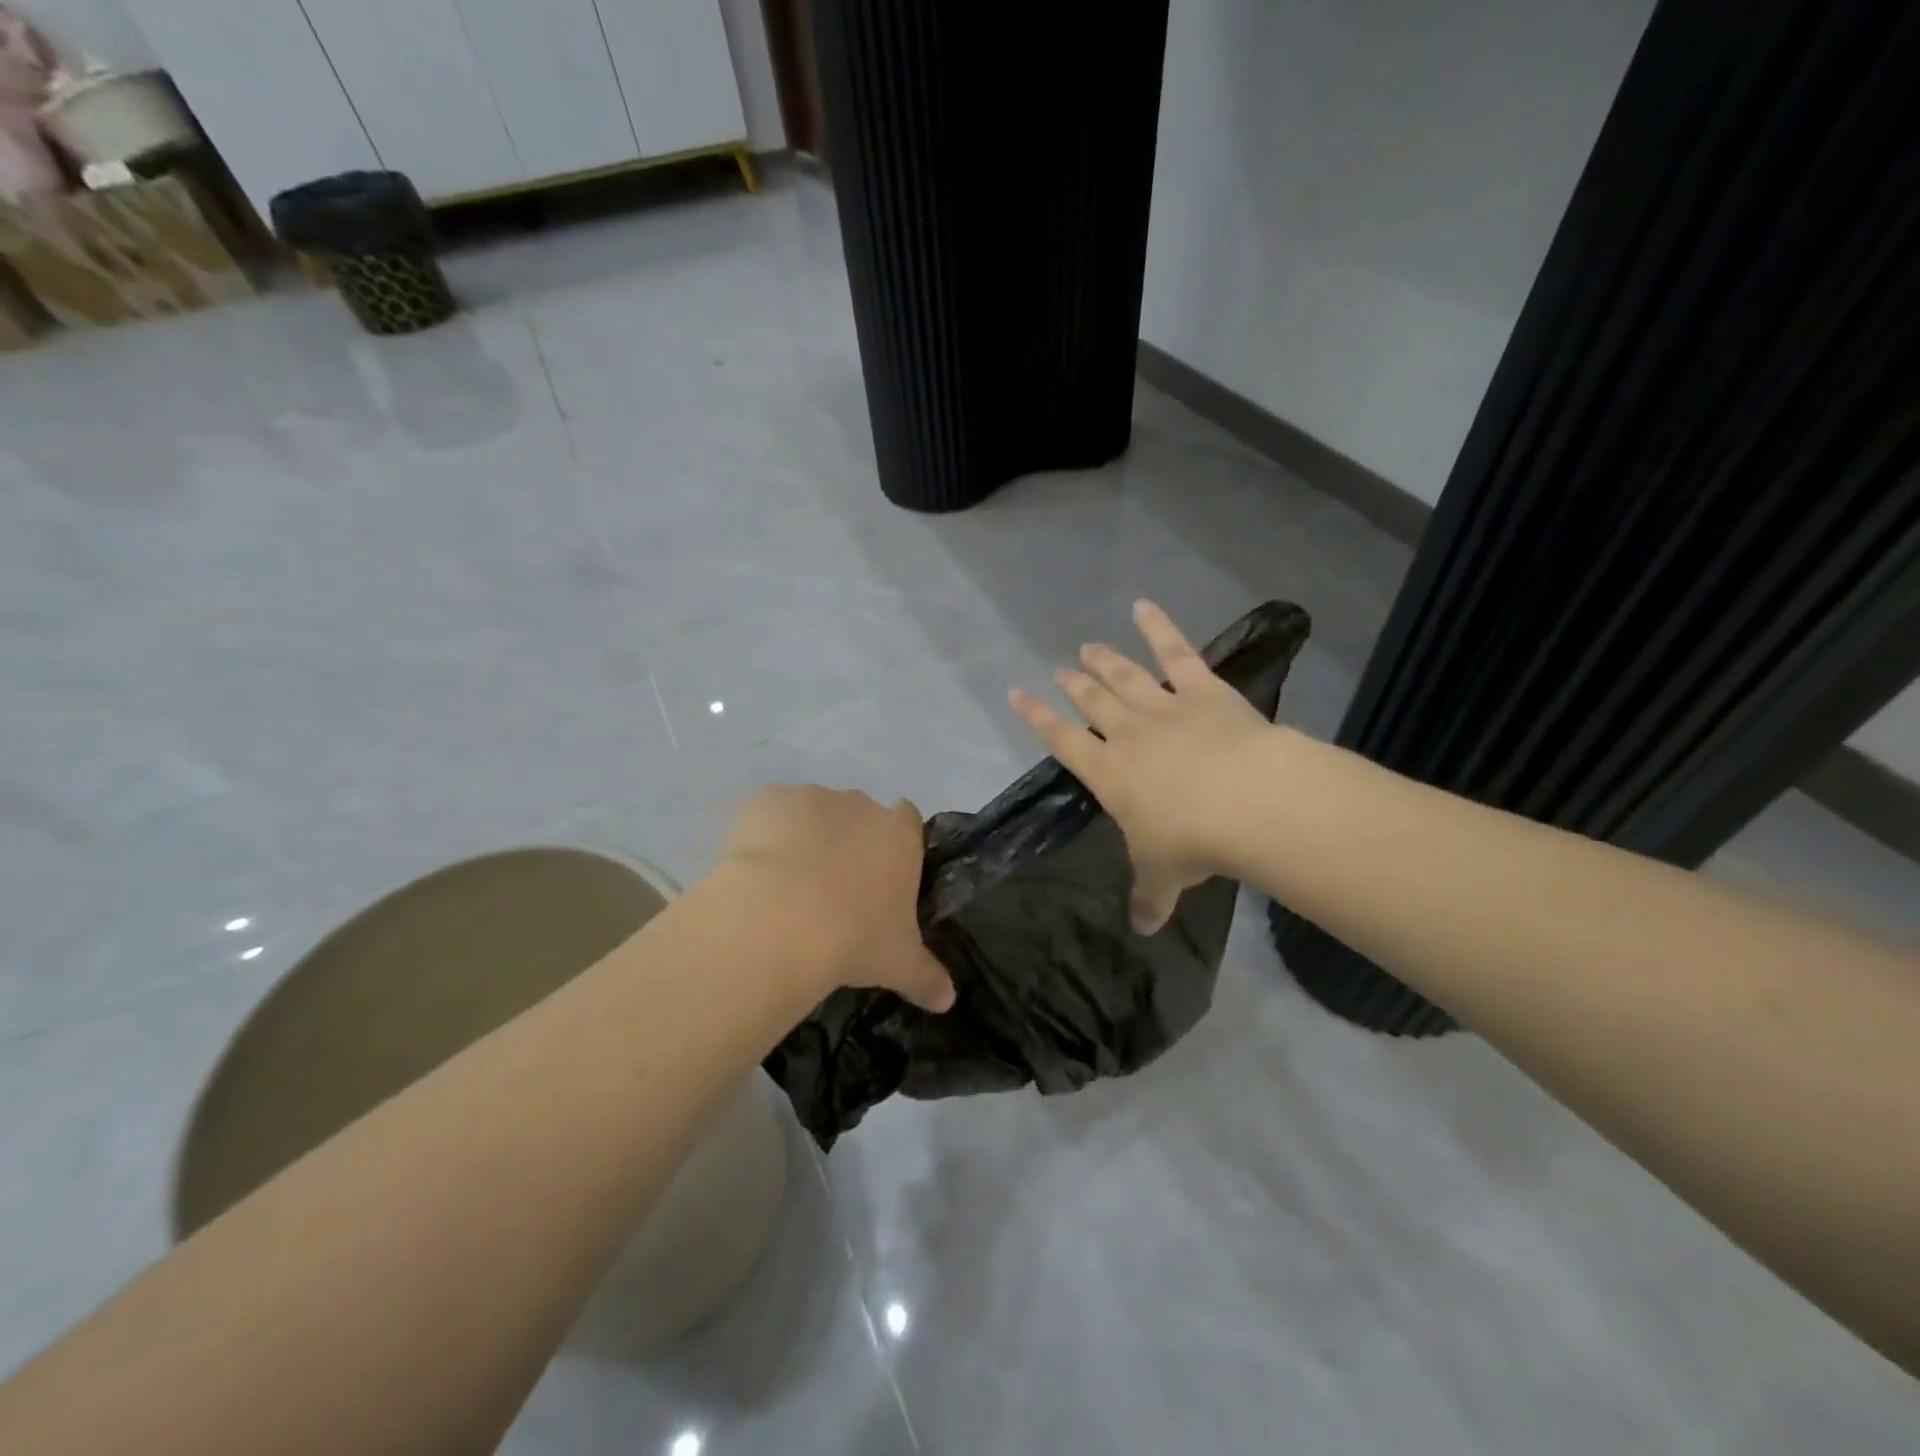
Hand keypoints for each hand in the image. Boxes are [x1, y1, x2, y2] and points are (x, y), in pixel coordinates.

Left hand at [718, 784, 955, 1011]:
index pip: (907, 819)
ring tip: (783, 887)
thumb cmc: (853, 937)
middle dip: (845, 842)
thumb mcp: (898, 964)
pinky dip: (760, 835)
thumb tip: (948, 1000)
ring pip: (810, 812)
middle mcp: (858, 806)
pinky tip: (752, 873)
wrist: (779, 919)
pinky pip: (766, 813)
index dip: (894, 841)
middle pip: (857, 814)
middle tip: (829, 889)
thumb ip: (927, 977)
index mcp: (898, 835)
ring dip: (802, 837)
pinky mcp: (764, 800)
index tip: (880, 872)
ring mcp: (810, 798)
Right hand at [1009, 600, 1275, 933]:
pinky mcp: (1204, 690)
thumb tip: (1142, 931)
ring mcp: (1164, 706)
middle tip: (1060, 668)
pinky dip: (1159, 627)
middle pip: (1092, 701)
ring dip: (1104, 659)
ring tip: (1088, 646)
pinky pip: (1177, 652)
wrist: (1244, 801)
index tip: (1017, 694)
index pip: (1062, 739)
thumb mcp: (1163, 876)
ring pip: (1125, 675)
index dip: (1037, 716)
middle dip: (1072, 684)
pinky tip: (1144, 605)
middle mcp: (1128, 733)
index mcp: (1108, 773)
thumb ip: (1149, 898)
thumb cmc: (1191, 841)